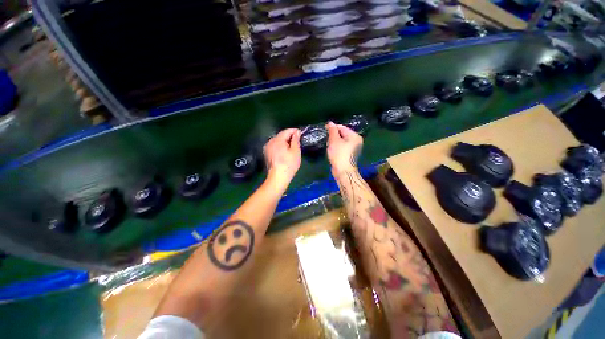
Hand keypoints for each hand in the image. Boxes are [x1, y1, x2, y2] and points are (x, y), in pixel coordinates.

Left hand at [263, 128, 301, 191]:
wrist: (278, 177)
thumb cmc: (289, 164)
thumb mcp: (295, 151)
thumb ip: (296, 140)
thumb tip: (297, 132)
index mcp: (277, 140)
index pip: (287, 131)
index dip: (295, 131)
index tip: (301, 134)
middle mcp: (270, 141)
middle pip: (281, 135)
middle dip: (289, 136)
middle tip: (298, 141)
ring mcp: (267, 147)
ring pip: (277, 141)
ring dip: (285, 142)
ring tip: (292, 147)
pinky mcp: (266, 153)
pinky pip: (274, 146)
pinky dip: (280, 146)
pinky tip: (285, 152)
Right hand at [326, 121, 362, 173]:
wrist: (343, 171)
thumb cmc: (339, 154)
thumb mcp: (334, 140)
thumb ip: (332, 130)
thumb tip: (330, 122)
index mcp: (354, 136)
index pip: (342, 127)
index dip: (332, 128)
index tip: (324, 129)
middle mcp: (356, 141)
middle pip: (342, 134)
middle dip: (333, 136)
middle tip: (327, 141)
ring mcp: (353, 148)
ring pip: (341, 141)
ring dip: (334, 142)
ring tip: (329, 147)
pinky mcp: (349, 154)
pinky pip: (342, 147)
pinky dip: (336, 148)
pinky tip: (332, 151)